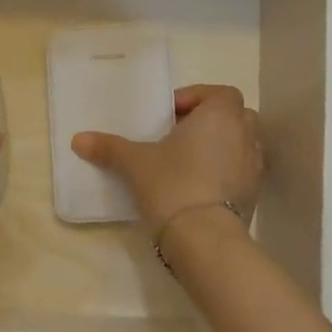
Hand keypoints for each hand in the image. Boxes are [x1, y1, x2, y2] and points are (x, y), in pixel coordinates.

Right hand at [72, 84, 260, 237]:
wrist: (204, 238)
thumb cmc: (172, 184)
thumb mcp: (134, 163)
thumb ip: (108, 147)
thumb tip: (78, 139)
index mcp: (220, 116)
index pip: (219, 93)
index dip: (195, 98)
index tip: (169, 114)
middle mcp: (244, 136)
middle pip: (234, 116)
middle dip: (210, 121)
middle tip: (179, 135)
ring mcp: (254, 167)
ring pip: (240, 144)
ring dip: (219, 146)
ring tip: (187, 161)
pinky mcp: (253, 196)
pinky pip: (241, 172)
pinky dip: (224, 172)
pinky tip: (198, 187)